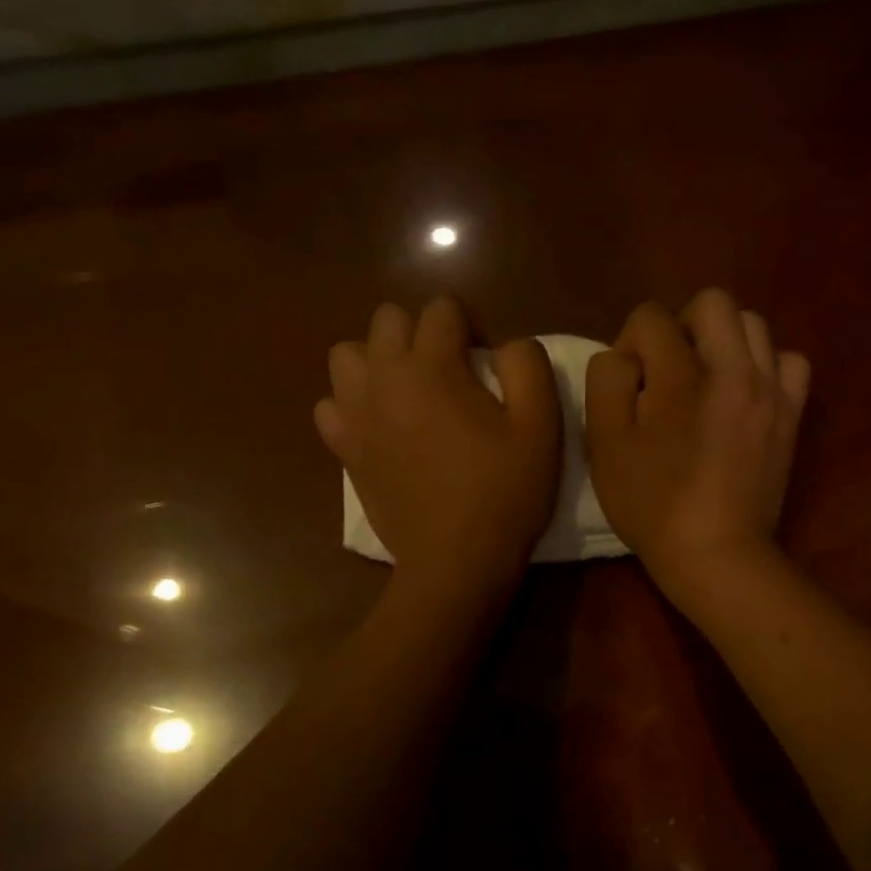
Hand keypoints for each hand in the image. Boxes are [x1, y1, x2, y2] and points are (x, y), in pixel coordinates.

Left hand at [316, 296, 561, 591]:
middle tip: (449, 372)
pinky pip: (330, 404)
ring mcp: (356, 414)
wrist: (455, 563)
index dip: (470, 325)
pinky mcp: (344, 448)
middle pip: (388, 318)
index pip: (441, 307)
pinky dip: (351, 403)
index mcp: (431, 367)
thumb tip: (505, 343)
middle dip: (421, 332)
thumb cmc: (504, 493)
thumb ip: (527, 365)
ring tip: (408, 390)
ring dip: (378, 360)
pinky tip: (379, 424)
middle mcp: (383, 378)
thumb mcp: (541, 425)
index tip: (485, 364)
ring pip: (347, 353)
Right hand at [585, 288, 808, 601]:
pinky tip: (745, 392)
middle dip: (681, 325)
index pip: (651, 317)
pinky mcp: (792, 414)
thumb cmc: (651, 502)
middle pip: (713, 302)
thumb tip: (625, 356)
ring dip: (723, 340)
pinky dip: (766, 365)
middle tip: (668, 369)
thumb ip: (607, 381)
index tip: (630, 384)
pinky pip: (790, 361)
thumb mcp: (604, 444)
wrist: (716, 552)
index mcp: (680, 376)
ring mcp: (771, 390)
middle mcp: (733, 369)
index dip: (630, 342)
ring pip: (754, 324)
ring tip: (706, 378)